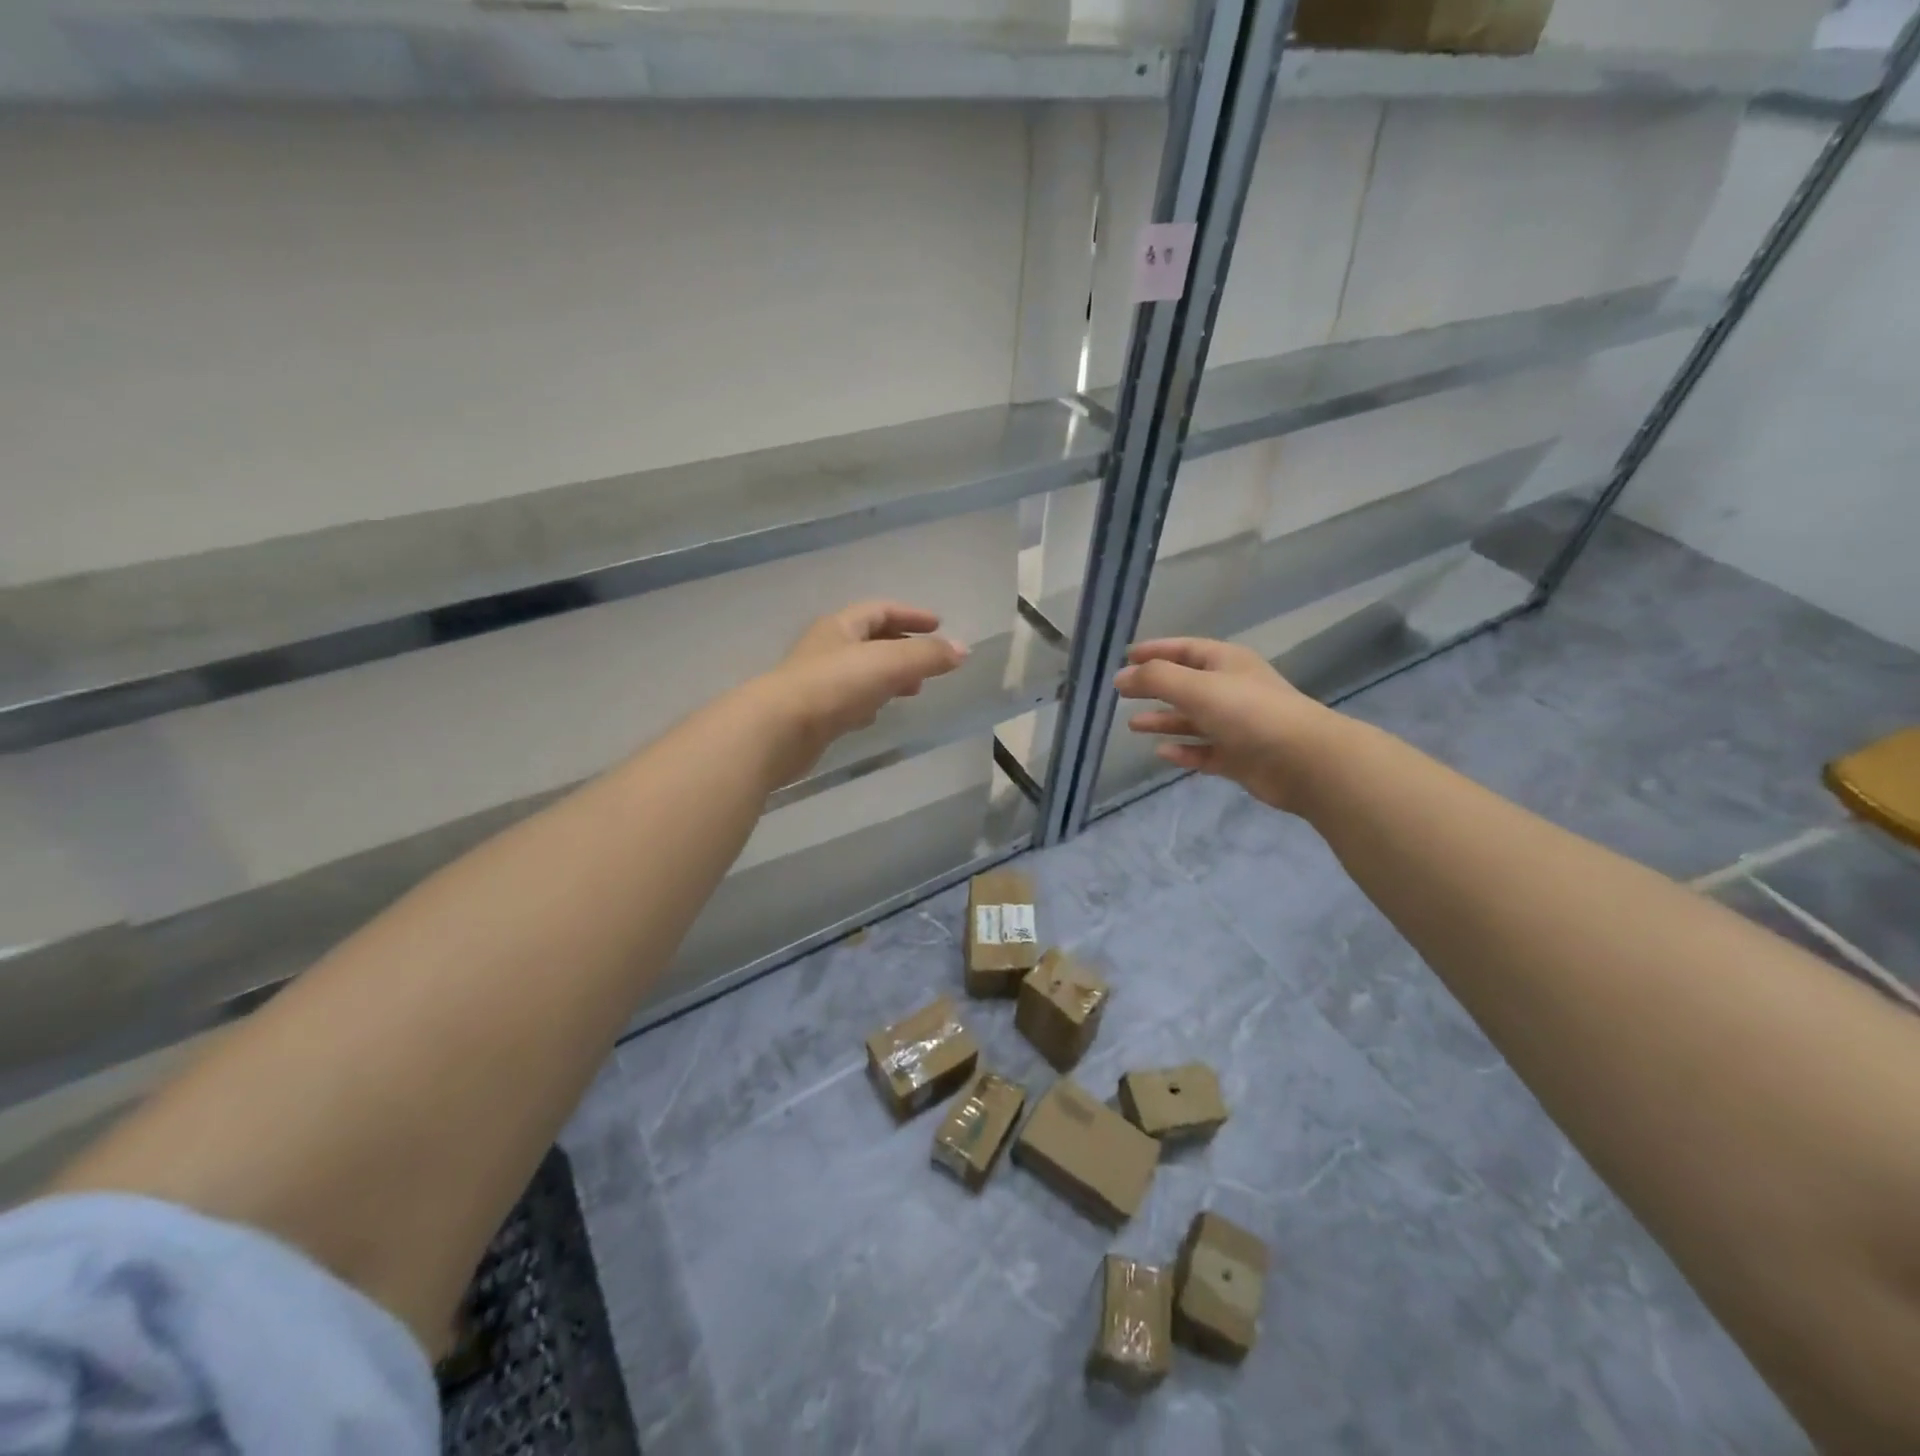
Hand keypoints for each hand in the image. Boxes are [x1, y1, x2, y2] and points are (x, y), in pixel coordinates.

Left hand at [754, 601, 967, 783]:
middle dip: (902, 647)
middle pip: (870, 640)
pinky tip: (877, 715)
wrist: (779, 730)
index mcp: (841, 626)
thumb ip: (928, 656)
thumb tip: (963, 650)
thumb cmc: (835, 685)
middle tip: (929, 661)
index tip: (938, 625)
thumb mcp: (890, 663)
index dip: (911, 615)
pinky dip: (869, 701)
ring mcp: (818, 682)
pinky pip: (848, 700)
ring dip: (888, 676)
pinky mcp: (814, 714)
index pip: (880, 610)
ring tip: (913, 689)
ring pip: (861, 671)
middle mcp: (827, 648)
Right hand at [1114, 638, 1340, 813]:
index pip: (1185, 649)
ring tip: (1133, 725)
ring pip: (1193, 720)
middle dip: (1155, 687)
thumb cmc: (1249, 712)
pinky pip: (1205, 751)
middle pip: (1186, 684)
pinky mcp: (1240, 757)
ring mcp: (1236, 725)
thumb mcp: (1197, 686)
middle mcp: (1231, 690)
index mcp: (1226, 663)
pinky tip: (1162, 753)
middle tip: (1122, 693)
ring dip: (1164, 721)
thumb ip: (1155, 679)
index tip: (1126, 657)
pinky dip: (1184, 751)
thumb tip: (1120, 677)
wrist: (1304, 760)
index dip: (1156, 650)